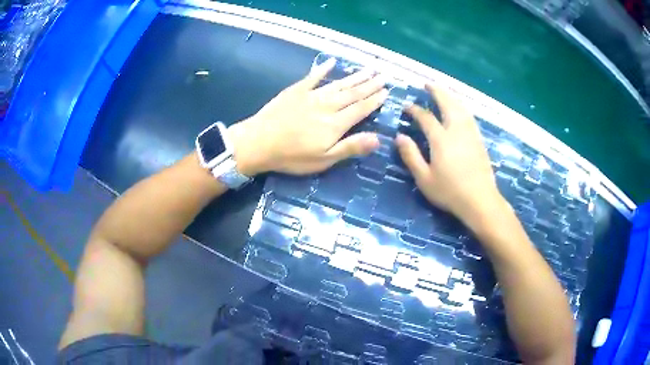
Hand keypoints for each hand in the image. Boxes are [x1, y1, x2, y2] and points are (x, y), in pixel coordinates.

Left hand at [230, 58, 388, 174]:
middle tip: (384, 75)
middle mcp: (327, 105)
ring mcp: (311, 95)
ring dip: (355, 76)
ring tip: (369, 69)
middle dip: (370, 84)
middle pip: (353, 93)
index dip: (375, 100)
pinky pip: (313, 77)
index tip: (387, 91)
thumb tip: (378, 138)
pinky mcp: (296, 91)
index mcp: (335, 124)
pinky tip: (332, 62)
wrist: (258, 142)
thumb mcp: (323, 160)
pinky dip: (323, 69)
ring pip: (338, 84)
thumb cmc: (291, 156)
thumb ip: (350, 147)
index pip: (361, 109)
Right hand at [396, 84, 505, 224]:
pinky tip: (459, 109)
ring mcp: (470, 133)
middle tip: (427, 84)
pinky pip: (469, 115)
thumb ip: (411, 156)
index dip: (415, 110)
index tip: (407, 106)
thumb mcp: (424, 178)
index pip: (426, 117)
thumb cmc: (450, 192)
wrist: (480, 200)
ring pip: (461, 107)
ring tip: (443, 92)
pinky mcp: (479, 139)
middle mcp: (457, 130)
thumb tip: (399, 136)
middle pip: (447, 103)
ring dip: (450, 96)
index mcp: (441, 139)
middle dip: (436, 91)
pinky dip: (461, 106)